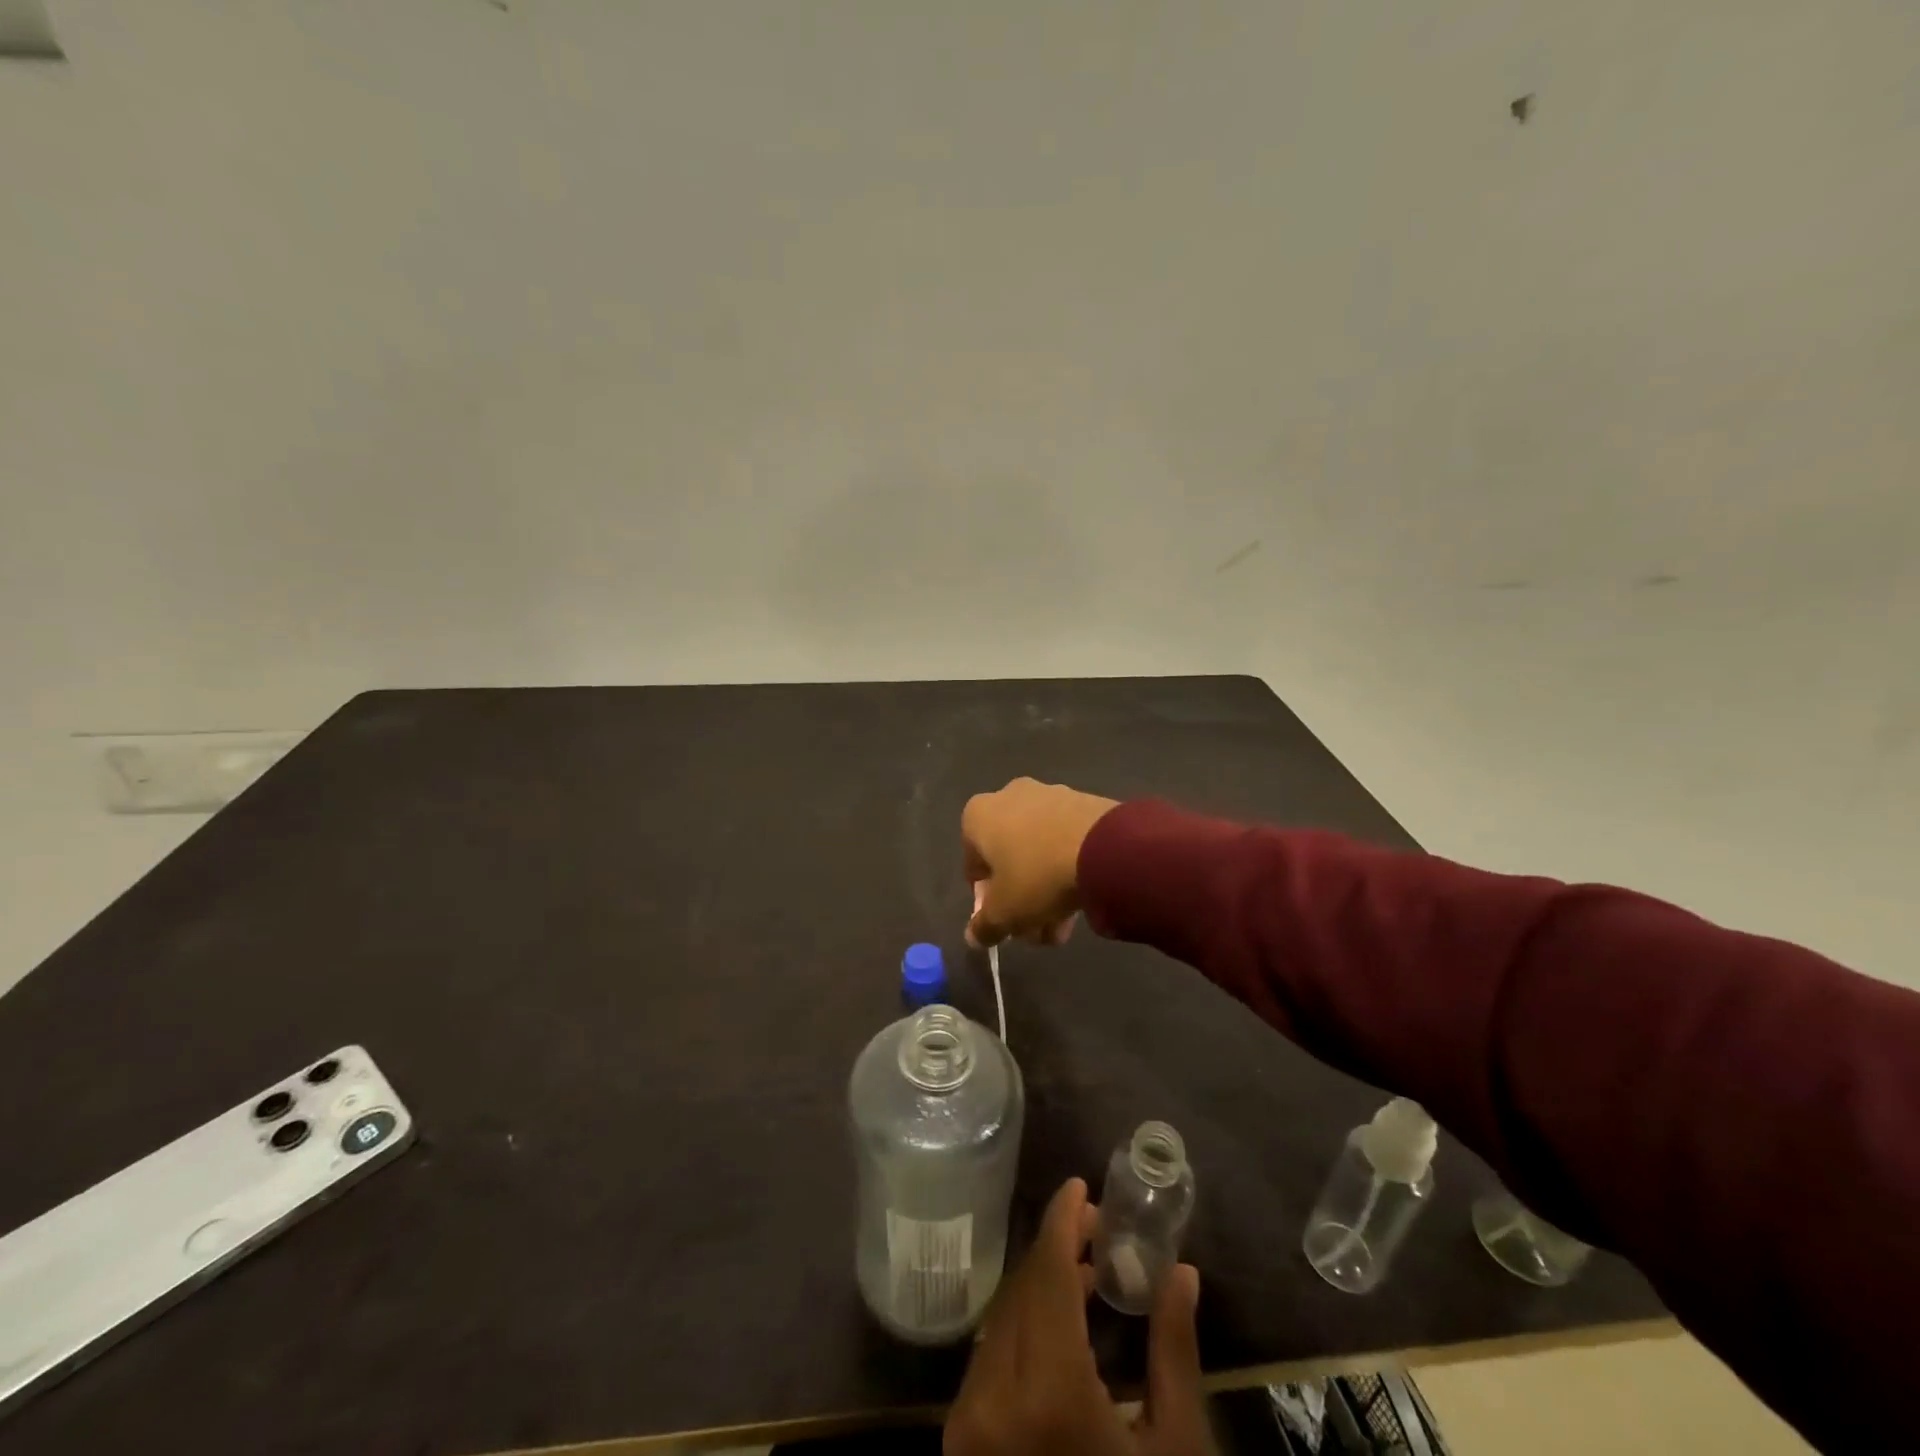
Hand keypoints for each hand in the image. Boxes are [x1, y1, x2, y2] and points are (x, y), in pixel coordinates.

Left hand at [944, 1178, 1207, 1455]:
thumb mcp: (1175, 1447)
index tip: (1079, 1186)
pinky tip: (1053, 1323)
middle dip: (1055, 1249)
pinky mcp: (960, 1444)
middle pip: (1022, 1290)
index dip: (1061, 1221)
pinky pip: (989, 1358)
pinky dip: (1020, 1326)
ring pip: (1002, 1319)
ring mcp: (967, 1423)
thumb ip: (1174, 1350)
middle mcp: (993, 1396)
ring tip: (1082, 1271)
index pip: (1047, 1273)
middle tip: (1095, 1229)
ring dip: (1038, 1286)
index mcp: (1047, 1389)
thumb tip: (1183, 1273)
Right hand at [962, 779, 1118, 947]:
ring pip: (1039, 852)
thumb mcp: (1004, 913)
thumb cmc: (1037, 876)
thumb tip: (974, 935)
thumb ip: (983, 926)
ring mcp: (1050, 795)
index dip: (987, 899)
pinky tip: (1082, 899)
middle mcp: (1009, 796)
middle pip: (1009, 859)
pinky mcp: (1084, 802)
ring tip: (1063, 926)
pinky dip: (1068, 868)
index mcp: (979, 815)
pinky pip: (1065, 841)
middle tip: (1036, 931)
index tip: (1004, 921)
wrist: (1105, 847)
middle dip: (1020, 899)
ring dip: (1046, 890)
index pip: (974, 865)